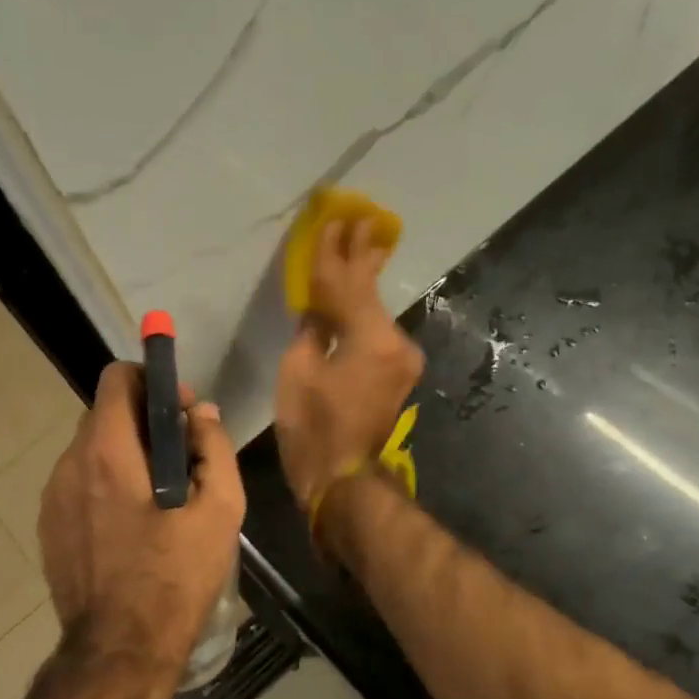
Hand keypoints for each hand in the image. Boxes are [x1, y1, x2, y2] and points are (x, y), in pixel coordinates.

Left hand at [38, 362, 244, 670]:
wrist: (120, 651)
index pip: (117, 379)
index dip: (153, 382)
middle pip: (105, 414)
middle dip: (144, 421)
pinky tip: (132, 525)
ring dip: (125, 455)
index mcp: (107, 451)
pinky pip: (78, 485)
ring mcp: (52, 498)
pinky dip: (105, 485)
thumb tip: (202, 413)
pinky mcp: (48, 527)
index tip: (180, 411)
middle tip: (181, 456)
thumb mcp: (220, 510)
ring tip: (159, 496)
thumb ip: (213, 447)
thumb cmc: (175, 577)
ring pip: (90, 451)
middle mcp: (69, 465)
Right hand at [275, 218, 424, 513]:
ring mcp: (401, 359)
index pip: (349, 283)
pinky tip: (355, 295)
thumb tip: (316, 310)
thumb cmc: (313, 429)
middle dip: (361, 256)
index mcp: (370, 338)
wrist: (344, 479)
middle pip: (371, 291)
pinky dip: (362, 313)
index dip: (335, 252)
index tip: (333, 220)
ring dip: (361, 283)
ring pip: (374, 312)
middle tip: (359, 220)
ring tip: (358, 246)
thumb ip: (310, 330)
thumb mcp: (298, 373)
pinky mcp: (397, 373)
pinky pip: (375, 331)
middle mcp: (395, 342)